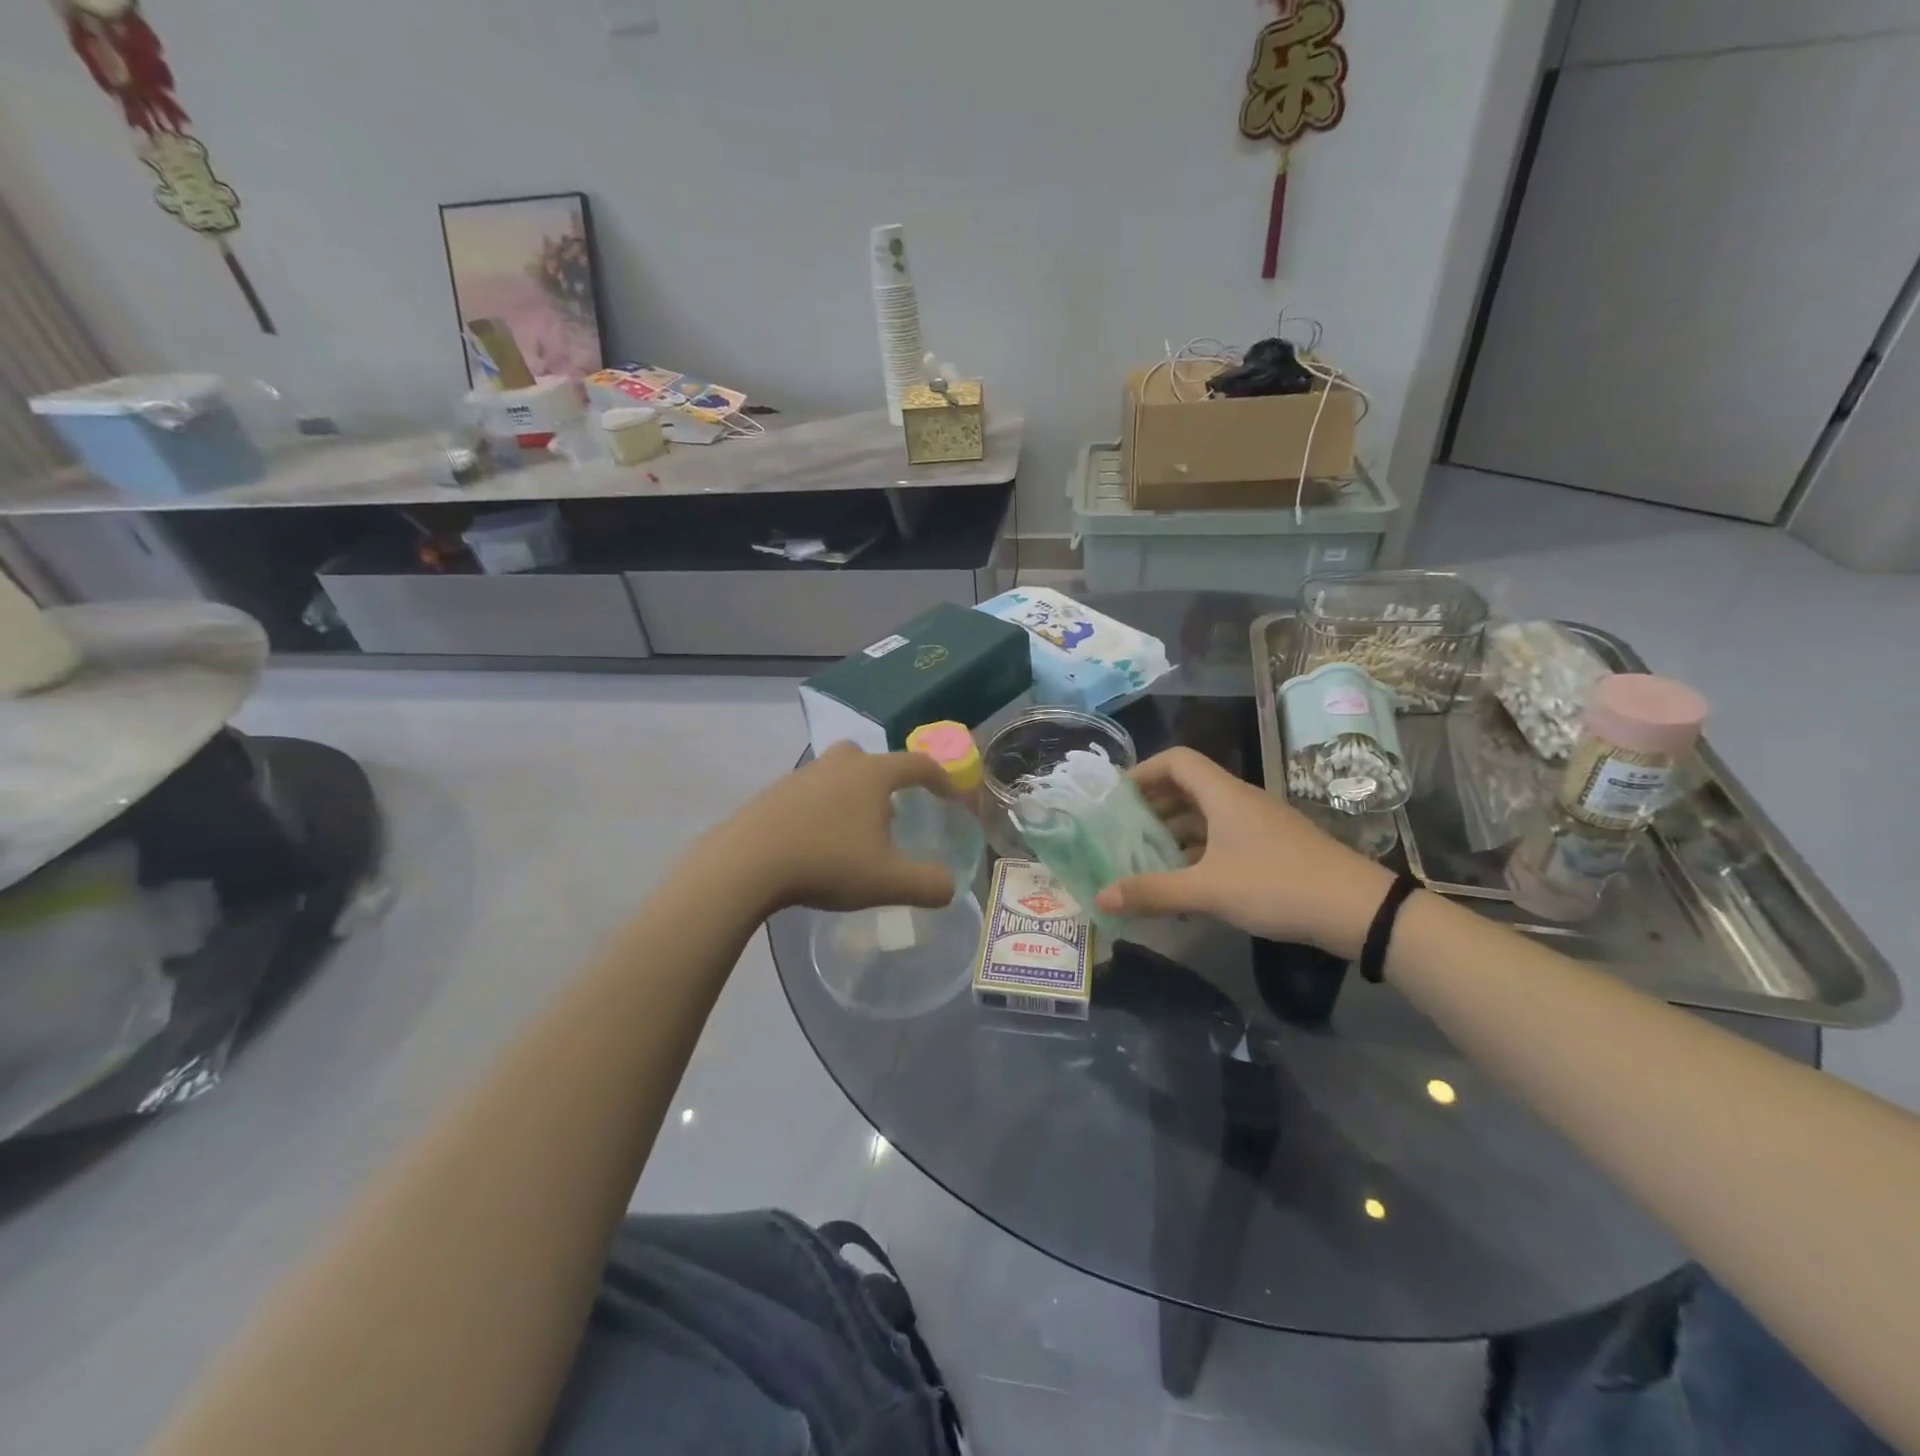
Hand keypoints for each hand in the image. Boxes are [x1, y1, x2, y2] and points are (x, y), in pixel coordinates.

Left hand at [713, 743, 959, 913]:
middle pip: (874, 760)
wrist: (745, 863)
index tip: (952, 800)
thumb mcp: (887, 882)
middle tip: (895, 814)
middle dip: (891, 782)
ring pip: (840, 775)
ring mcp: (802, 775)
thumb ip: (928, 884)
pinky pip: (812, 792)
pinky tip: (819, 842)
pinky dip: (825, 809)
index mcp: (872, 774)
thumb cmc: (826, 863)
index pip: (919, 764)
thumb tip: (950, 886)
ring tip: (856, 835)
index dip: (942, 780)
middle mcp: (839, 764)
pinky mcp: (774, 793)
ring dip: (855, 796)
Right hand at [1095, 747, 1392, 956]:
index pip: (1177, 760)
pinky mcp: (1272, 847)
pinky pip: (1222, 836)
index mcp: (1224, 795)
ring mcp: (1259, 824)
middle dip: (1152, 805)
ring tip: (1145, 857)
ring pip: (1205, 815)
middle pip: (1188, 787)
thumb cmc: (1277, 886)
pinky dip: (1197, 850)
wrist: (1358, 910)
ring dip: (1174, 830)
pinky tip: (1185, 880)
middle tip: (1122, 830)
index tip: (1116, 797)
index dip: (1143, 771)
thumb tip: (1100, 897)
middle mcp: (1240, 801)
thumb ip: (1153, 892)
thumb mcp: (1208, 891)